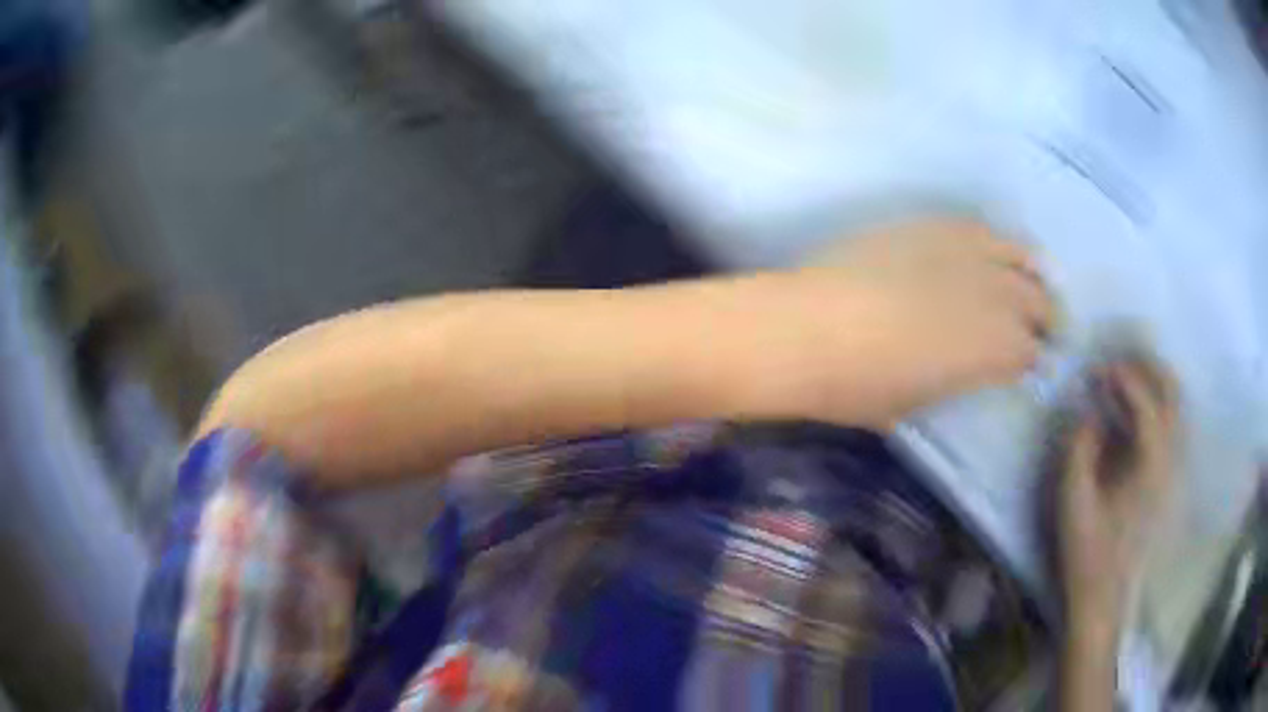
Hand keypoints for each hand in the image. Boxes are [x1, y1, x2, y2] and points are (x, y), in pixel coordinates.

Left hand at [800, 217, 1053, 426]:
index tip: (1035, 362)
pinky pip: (970, 228)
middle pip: (1029, 300)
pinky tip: (997, 246)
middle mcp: (978, 297)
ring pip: (1010, 255)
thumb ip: (951, 380)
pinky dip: (992, 239)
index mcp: (980, 351)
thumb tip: (968, 368)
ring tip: (1038, 279)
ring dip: (1030, 271)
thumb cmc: (851, 389)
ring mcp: (951, 255)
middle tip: (1049, 324)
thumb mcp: (911, 404)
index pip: (1024, 350)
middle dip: (1044, 314)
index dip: (1033, 357)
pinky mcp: (920, 228)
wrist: (796, 331)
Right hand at [1058, 359, 1176, 637]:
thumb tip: (1089, 409)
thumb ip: (1080, 447)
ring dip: (1155, 382)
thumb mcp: (1073, 501)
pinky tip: (1137, 412)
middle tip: (1119, 361)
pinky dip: (1159, 404)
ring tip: (1127, 378)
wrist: (1104, 597)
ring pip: (1177, 406)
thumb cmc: (1087, 552)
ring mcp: (1173, 469)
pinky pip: (1173, 425)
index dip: (1122, 377)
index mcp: (1150, 463)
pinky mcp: (1169, 480)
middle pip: (1172, 392)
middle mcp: (1170, 458)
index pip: (1145, 400)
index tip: (1097, 371)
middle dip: (1148, 367)